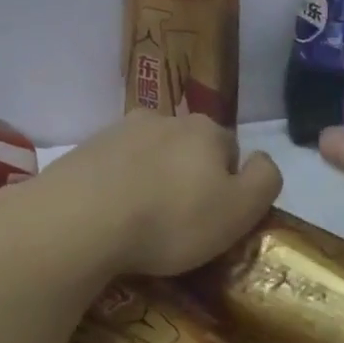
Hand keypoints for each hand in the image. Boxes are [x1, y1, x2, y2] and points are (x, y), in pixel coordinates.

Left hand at [43, 111, 281, 275]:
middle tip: (179, 223)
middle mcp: (164, 118)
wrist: (78, 221)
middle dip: (189, 179)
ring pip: (150, 156)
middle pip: (189, 150)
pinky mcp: (83, 151)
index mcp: (206, 130)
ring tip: (141, 223)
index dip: (229, 187)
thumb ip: (265, 180)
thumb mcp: (240, 210)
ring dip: (152, 181)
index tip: (215, 219)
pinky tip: (111, 217)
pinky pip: (114, 168)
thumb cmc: (170, 219)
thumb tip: (261, 161)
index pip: (232, 152)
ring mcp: (119, 131)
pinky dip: (119, 187)